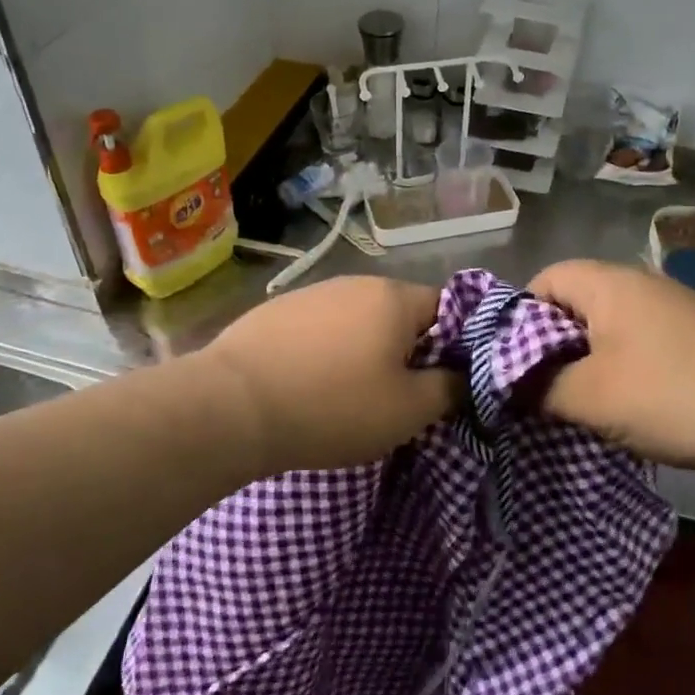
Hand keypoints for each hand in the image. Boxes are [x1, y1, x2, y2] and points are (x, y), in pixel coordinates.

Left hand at [194, 276, 457, 472]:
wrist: (232, 406)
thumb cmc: (333, 406)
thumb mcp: (407, 411)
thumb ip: (448, 389)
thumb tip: (461, 377)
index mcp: (393, 297)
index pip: (446, 308)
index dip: (454, 344)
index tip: (444, 381)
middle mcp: (355, 283)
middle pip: (400, 314)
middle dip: (407, 350)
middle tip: (399, 395)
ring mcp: (311, 293)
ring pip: (358, 321)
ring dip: (365, 350)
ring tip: (350, 393)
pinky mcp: (275, 311)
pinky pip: (319, 329)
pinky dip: (326, 351)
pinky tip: (309, 384)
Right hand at [527, 259, 694, 489]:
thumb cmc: (674, 395)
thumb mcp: (591, 398)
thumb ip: (537, 388)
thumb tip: (509, 385)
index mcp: (609, 282)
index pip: (543, 279)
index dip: (517, 318)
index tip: (509, 363)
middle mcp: (641, 283)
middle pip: (575, 302)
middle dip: (550, 345)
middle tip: (540, 389)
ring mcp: (675, 308)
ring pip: (608, 326)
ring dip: (587, 361)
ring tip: (581, 403)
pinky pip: (640, 343)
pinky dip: (622, 368)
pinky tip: (629, 405)